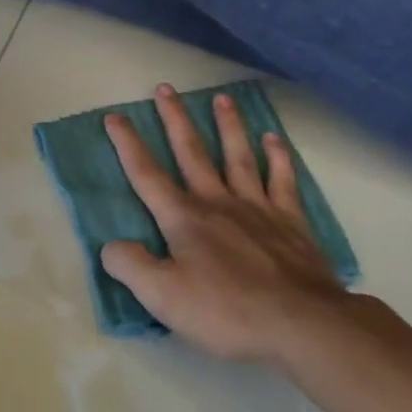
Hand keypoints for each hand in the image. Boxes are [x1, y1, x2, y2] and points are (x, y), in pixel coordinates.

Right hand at [101, 84, 367, 371]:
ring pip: (238, 156)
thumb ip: (130, 266)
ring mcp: (258, 208)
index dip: (128, 145)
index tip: (115, 117)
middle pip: (192, 152)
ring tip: (221, 98)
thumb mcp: (162, 296)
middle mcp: (218, 202)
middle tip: (165, 89)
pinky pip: (282, 179)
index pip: (147, 175)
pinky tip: (273, 139)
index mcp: (184, 218)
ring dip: (228, 126)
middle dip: (175, 120)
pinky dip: (278, 157)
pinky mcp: (291, 222)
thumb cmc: (225, 310)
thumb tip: (111, 246)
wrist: (300, 323)